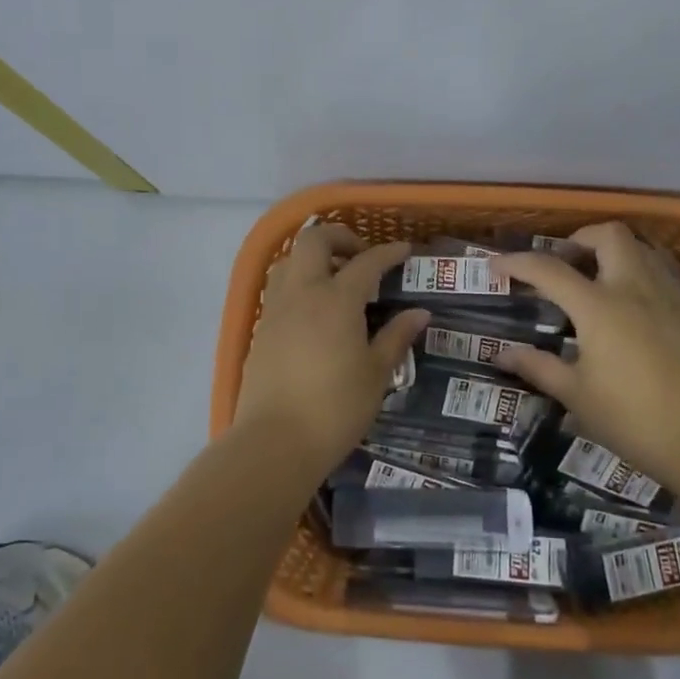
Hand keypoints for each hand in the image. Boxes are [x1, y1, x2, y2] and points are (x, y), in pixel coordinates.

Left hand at [232, 224, 428, 474]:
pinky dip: (297, 282)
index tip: (405, 250)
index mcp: (337, 300)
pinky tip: (312, 309)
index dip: (388, 252)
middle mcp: (302, 292)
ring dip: (312, 257)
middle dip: (339, 237)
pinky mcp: (260, 329)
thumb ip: (396, 337)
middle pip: (314, 240)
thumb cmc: (335, 408)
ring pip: (288, 260)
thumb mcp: (376, 374)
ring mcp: (276, 309)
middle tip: (360, 256)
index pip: (366, 262)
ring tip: (334, 279)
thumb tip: (419, 313)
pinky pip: (278, 288)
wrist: (274, 441)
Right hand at [492, 222, 679, 485]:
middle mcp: (632, 288)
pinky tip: (627, 301)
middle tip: (563, 262)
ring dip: (611, 251)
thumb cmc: (631, 418)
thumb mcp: (576, 395)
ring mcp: (665, 296)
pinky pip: (658, 271)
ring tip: (594, 277)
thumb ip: (538, 367)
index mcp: (598, 307)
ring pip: (639, 248)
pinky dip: (635, 270)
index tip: (497, 264)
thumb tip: (502, 354)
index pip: (550, 270)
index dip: (518, 262)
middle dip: (580, 238)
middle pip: (608, 235)